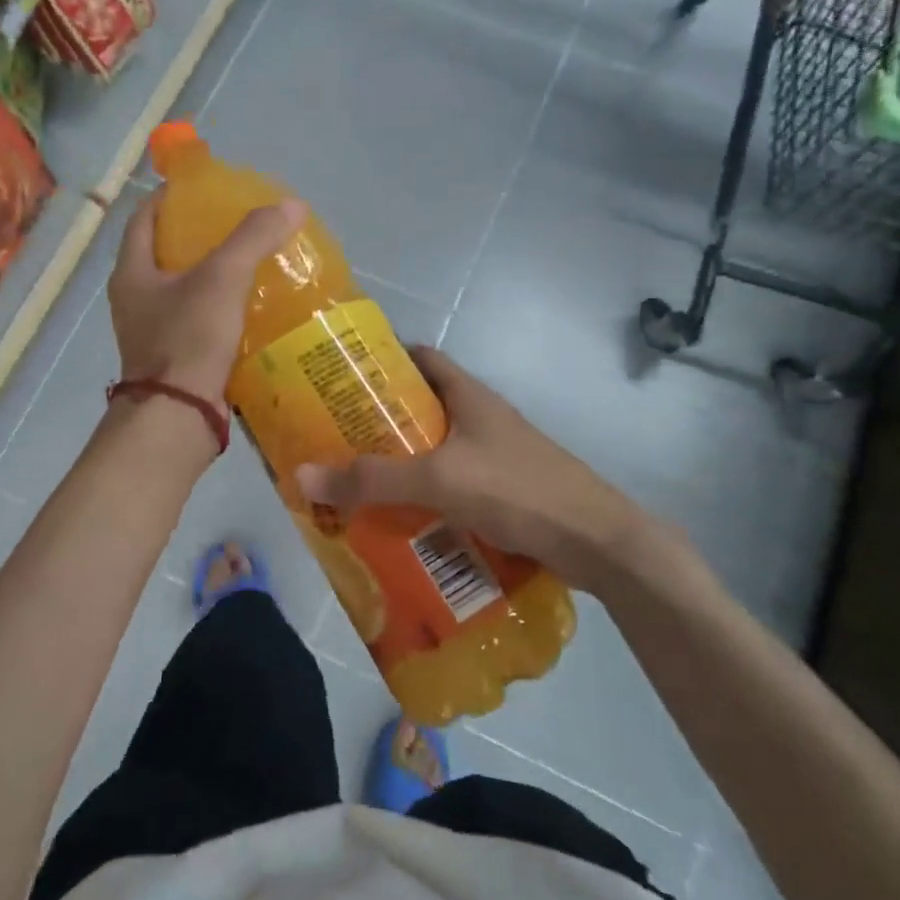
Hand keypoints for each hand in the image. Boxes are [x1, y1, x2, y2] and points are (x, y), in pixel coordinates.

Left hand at [107, 189, 304, 407]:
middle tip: (238, 223)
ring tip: (252, 261)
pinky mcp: (176, 357)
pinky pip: (199, 320)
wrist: (178, 417)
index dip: (171, 196)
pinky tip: (254, 305)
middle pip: (165, 252)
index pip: (144, 217)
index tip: (205, 187)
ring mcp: (154, 331)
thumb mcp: (222, 279)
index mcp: (132, 272)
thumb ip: (253, 239)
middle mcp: (136, 299)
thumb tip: (291, 204)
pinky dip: (222, 308)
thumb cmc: (188, 339)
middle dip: (199, 235)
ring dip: (213, 274)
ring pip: (184, 289)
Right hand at [295, 346, 704, 595]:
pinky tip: (399, 519)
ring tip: (355, 481)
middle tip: (334, 439)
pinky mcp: (503, 490)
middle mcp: (481, 417)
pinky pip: (451, 484)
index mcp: (468, 395)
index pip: (420, 357)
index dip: (382, 360)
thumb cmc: (518, 490)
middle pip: (422, 407)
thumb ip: (373, 479)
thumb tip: (303, 474)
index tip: (340, 377)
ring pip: (435, 449)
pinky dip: (425, 495)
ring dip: (401, 462)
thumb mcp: (439, 480)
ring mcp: (495, 455)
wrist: (597, 542)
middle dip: (380, 421)